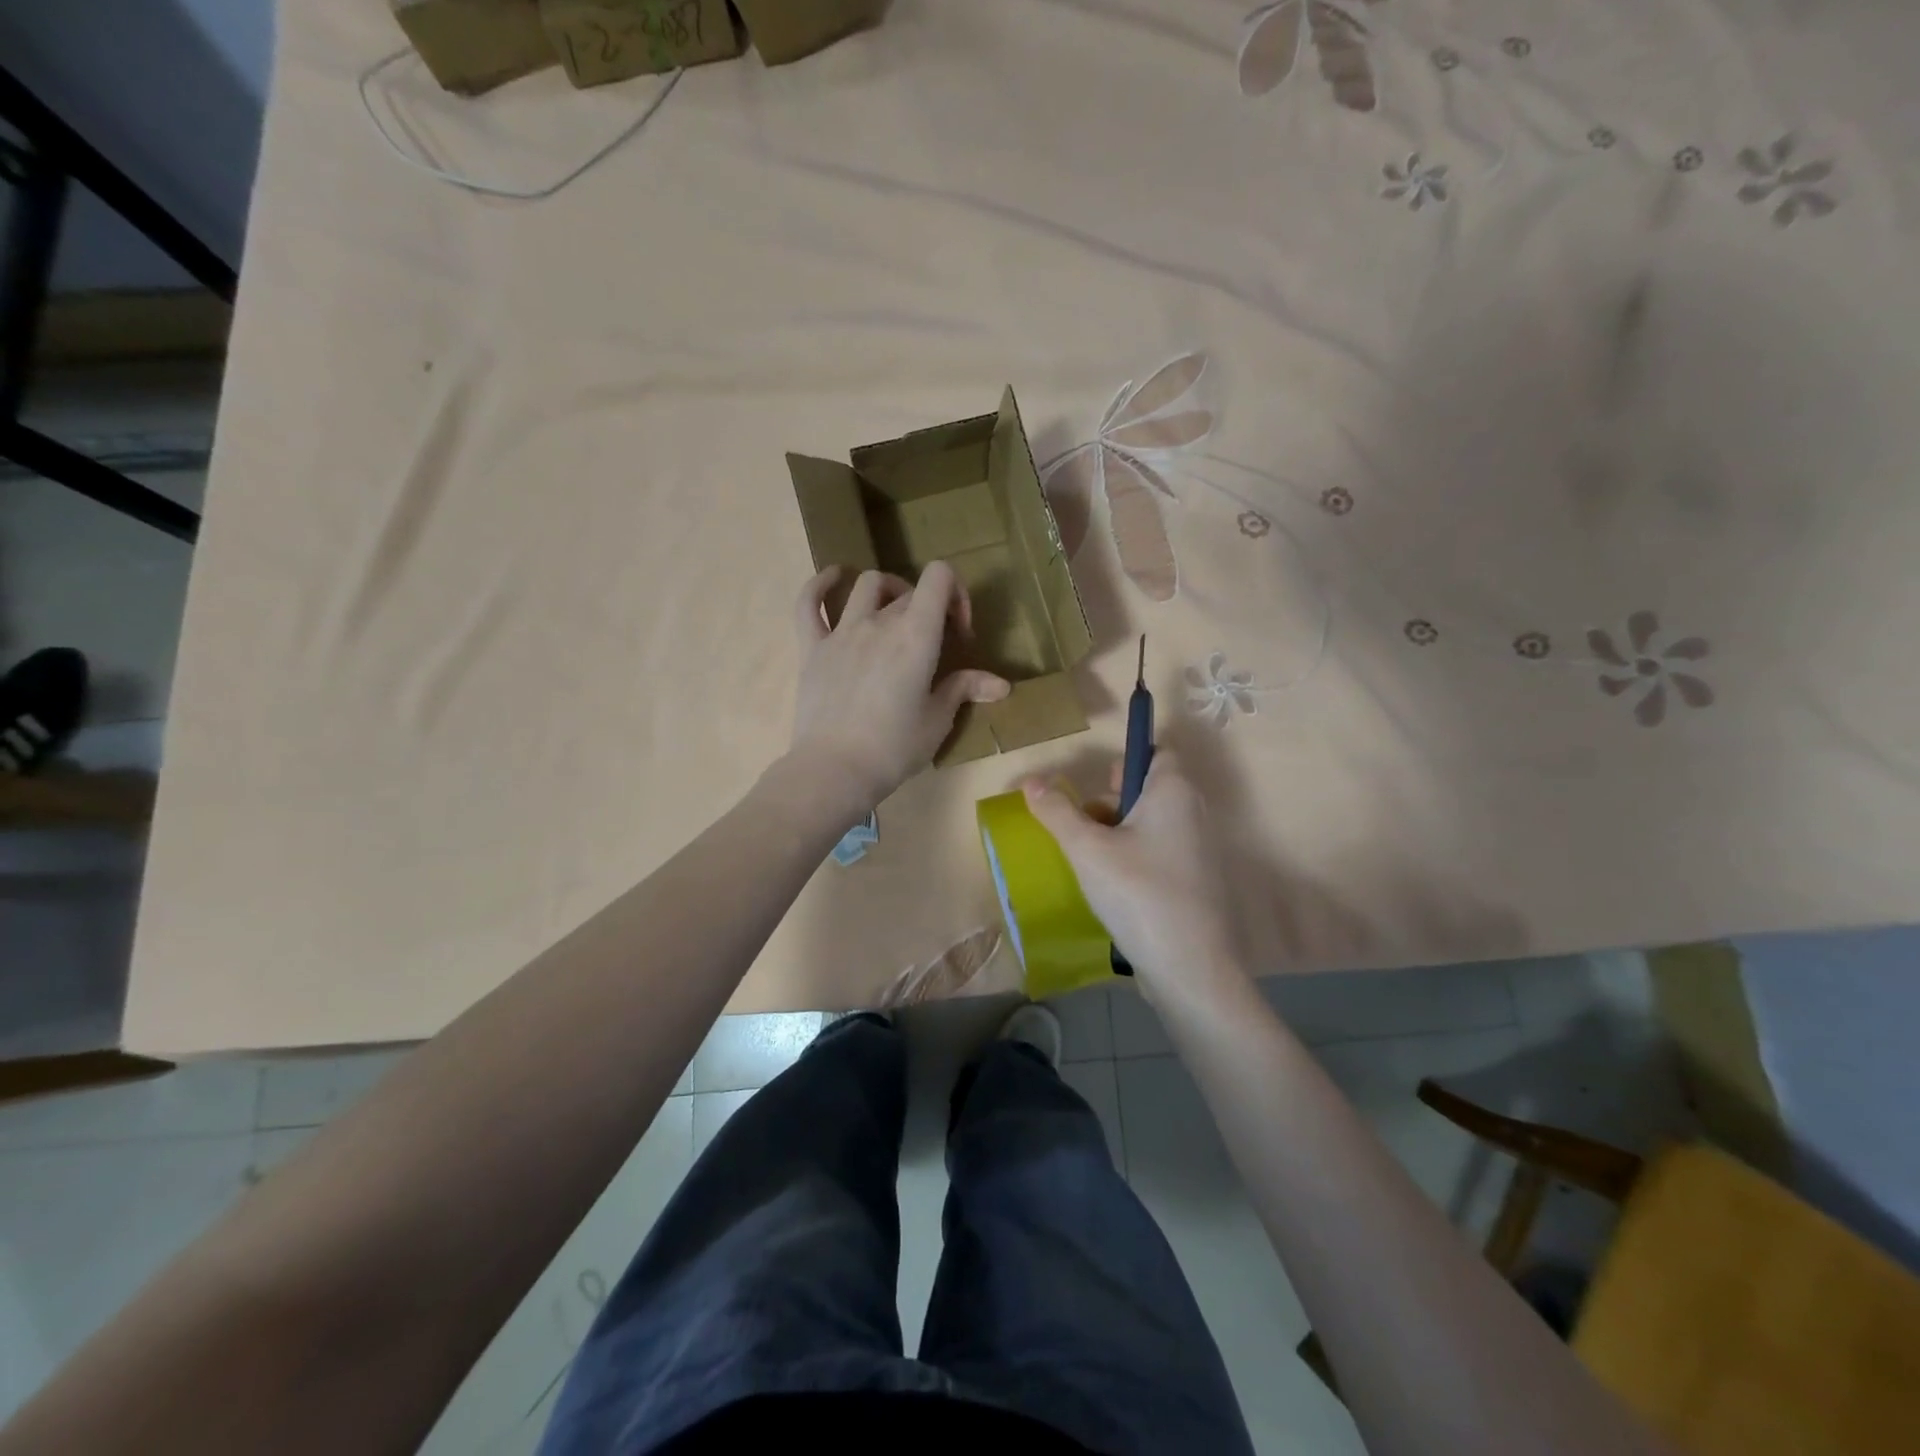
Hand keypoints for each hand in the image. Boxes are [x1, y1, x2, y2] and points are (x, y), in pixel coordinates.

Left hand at [787, 563, 1010, 811]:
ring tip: (894, 612)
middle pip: (910, 592)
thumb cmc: (894, 748)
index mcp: (916, 635)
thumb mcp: (938, 720)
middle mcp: (879, 621)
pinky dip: (821, 584)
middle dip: (929, 610)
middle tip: (933, 647)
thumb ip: (965, 689)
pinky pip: (809, 602)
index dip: (955, 592)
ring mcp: (841, 631)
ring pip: (866, 584)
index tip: (957, 631)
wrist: (834, 769)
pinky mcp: (812, 647)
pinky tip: (834, 578)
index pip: (939, 577)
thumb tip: (1001, 684)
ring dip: (888, 590)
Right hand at [1022, 750, 1249, 1006]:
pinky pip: (1159, 851)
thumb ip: (1057, 812)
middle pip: (1148, 787)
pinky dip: (1134, 856)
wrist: (1190, 968)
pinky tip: (1110, 885)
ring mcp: (1199, 849)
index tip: (1097, 785)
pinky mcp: (1195, 881)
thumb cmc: (1138, 893)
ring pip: (1151, 822)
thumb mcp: (1087, 850)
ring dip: (1116, 831)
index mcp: (1174, 792)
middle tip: (1084, 826)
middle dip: (1110, 800)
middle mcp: (1194, 812)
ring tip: (1089, 859)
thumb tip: (1032, 781)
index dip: (1126, 760)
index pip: (1157, 752)